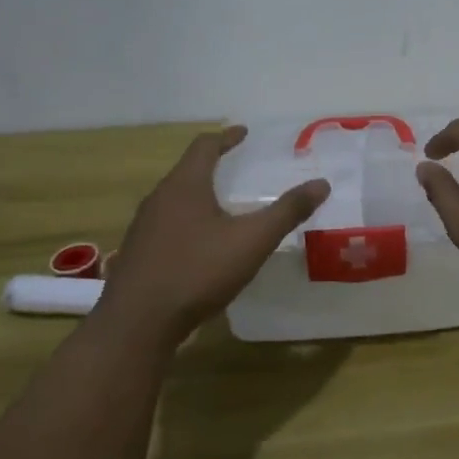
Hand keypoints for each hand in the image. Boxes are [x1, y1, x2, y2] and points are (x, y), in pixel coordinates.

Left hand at [102, 127, 328, 345]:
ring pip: (173, 199)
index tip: (243, 133)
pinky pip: (165, 225)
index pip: (204, 146)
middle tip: (236, 167)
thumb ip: (287, 211)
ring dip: (198, 195)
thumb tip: (322, 184)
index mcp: (185, 186)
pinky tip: (199, 245)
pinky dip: (186, 221)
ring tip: (221, 205)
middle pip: (186, 171)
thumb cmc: (197, 272)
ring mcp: (143, 228)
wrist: (136, 325)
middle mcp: (159, 199)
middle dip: (212, 165)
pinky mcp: (137, 255)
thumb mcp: (252, 240)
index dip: (226, 137)